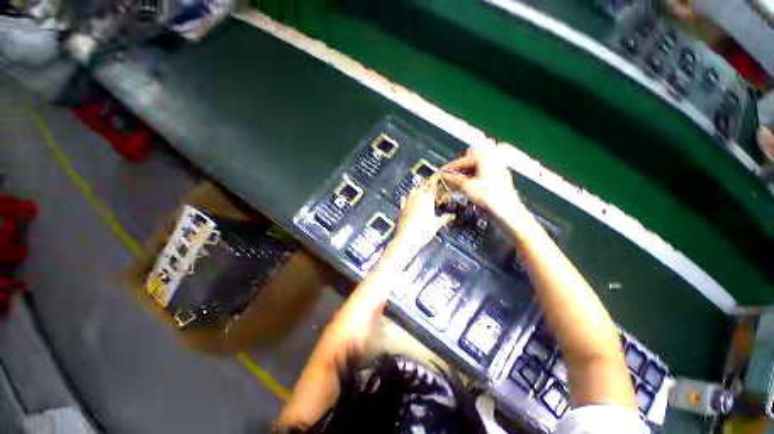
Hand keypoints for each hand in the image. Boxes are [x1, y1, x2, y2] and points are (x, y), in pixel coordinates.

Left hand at [392, 176, 452, 253]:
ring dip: (417, 191)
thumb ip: (445, 218)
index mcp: (427, 199)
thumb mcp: (437, 224)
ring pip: (412, 191)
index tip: (440, 191)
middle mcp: (417, 197)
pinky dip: (407, 198)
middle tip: (431, 192)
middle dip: (426, 188)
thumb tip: (453, 215)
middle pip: (422, 187)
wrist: (407, 238)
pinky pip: (404, 199)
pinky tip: (408, 200)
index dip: (437, 189)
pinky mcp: (401, 208)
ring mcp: (408, 202)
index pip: (433, 189)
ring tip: (421, 195)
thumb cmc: (424, 230)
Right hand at [440, 148, 523, 217]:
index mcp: (484, 158)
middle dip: (459, 168)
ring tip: (456, 180)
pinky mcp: (500, 176)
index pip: (463, 160)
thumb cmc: (486, 195)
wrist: (507, 209)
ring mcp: (498, 167)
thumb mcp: (466, 186)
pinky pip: (484, 172)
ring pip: (478, 166)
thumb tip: (444, 174)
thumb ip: (454, 178)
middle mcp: (492, 159)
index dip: (451, 166)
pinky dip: (474, 175)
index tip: (441, 171)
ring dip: (466, 172)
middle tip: (449, 175)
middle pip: (471, 160)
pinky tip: (468, 182)